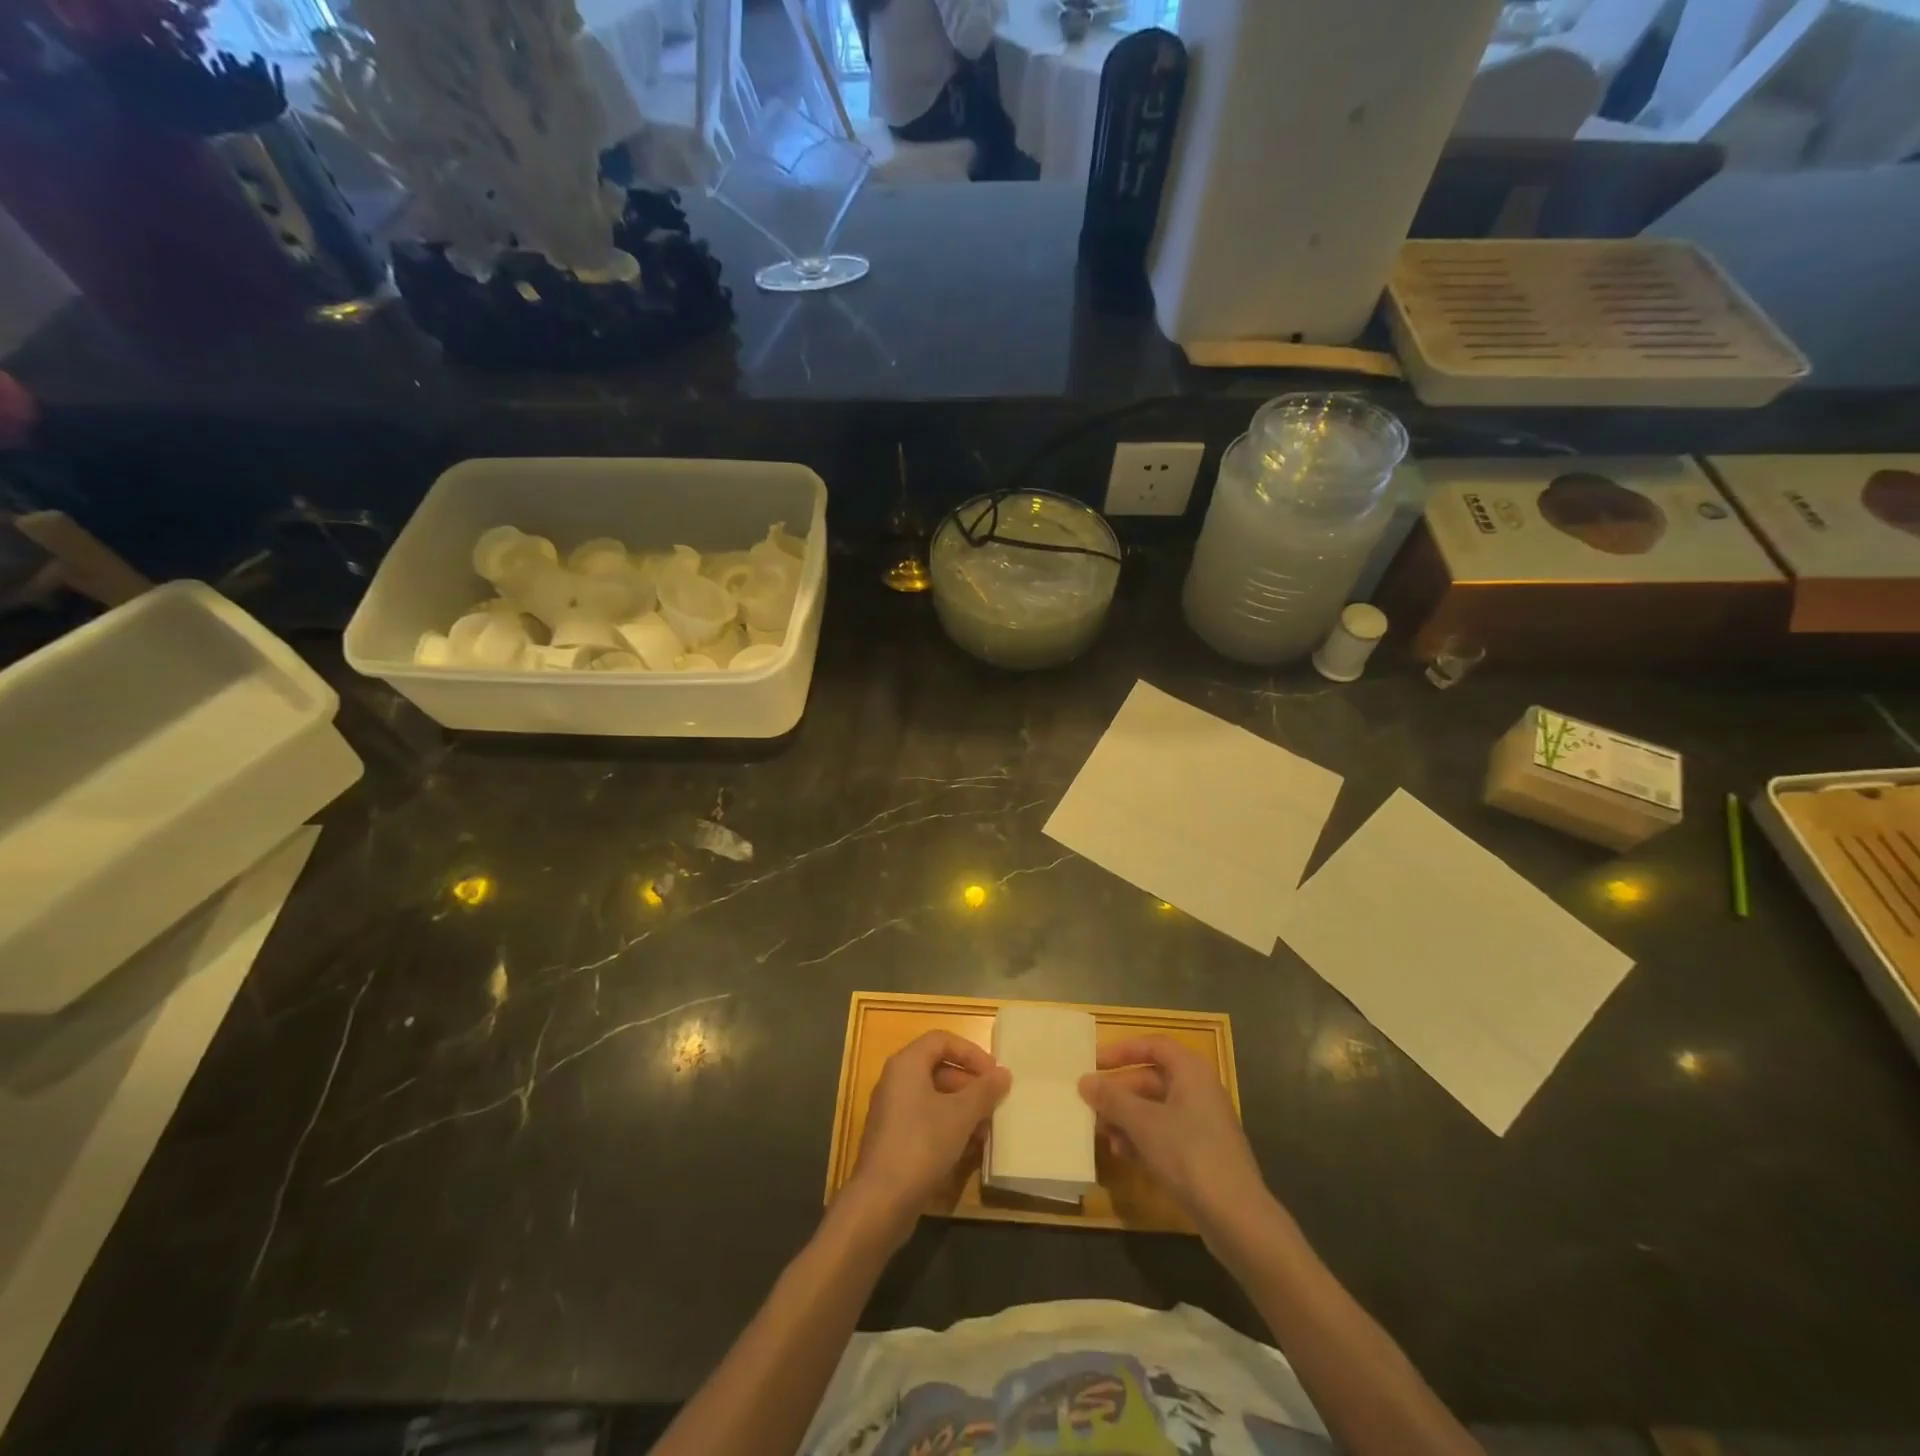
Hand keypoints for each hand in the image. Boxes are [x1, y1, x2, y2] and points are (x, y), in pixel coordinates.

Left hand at [844, 1032, 1010, 1246]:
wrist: (880, 1201)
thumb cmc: (922, 1144)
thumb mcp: (961, 1115)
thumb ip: (984, 1091)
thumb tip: (1004, 1073)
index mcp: (906, 1064)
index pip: (942, 1040)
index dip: (971, 1053)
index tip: (994, 1074)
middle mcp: (895, 1081)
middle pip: (938, 1068)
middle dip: (970, 1085)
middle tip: (994, 1104)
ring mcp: (892, 1111)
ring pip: (934, 1098)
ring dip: (963, 1110)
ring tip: (986, 1131)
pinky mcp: (893, 1139)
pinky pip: (926, 1121)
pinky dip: (948, 1128)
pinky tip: (969, 1150)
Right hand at [1079, 1036, 1271, 1244]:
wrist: (1236, 1217)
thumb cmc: (1188, 1154)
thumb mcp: (1143, 1123)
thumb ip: (1112, 1099)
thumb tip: (1085, 1081)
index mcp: (1191, 1072)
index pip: (1154, 1046)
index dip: (1123, 1050)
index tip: (1095, 1062)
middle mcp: (1199, 1091)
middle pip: (1152, 1079)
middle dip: (1120, 1091)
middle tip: (1091, 1103)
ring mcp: (1202, 1124)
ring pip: (1156, 1109)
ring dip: (1127, 1118)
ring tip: (1102, 1133)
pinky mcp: (1202, 1153)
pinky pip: (1165, 1134)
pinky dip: (1142, 1138)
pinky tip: (1122, 1154)